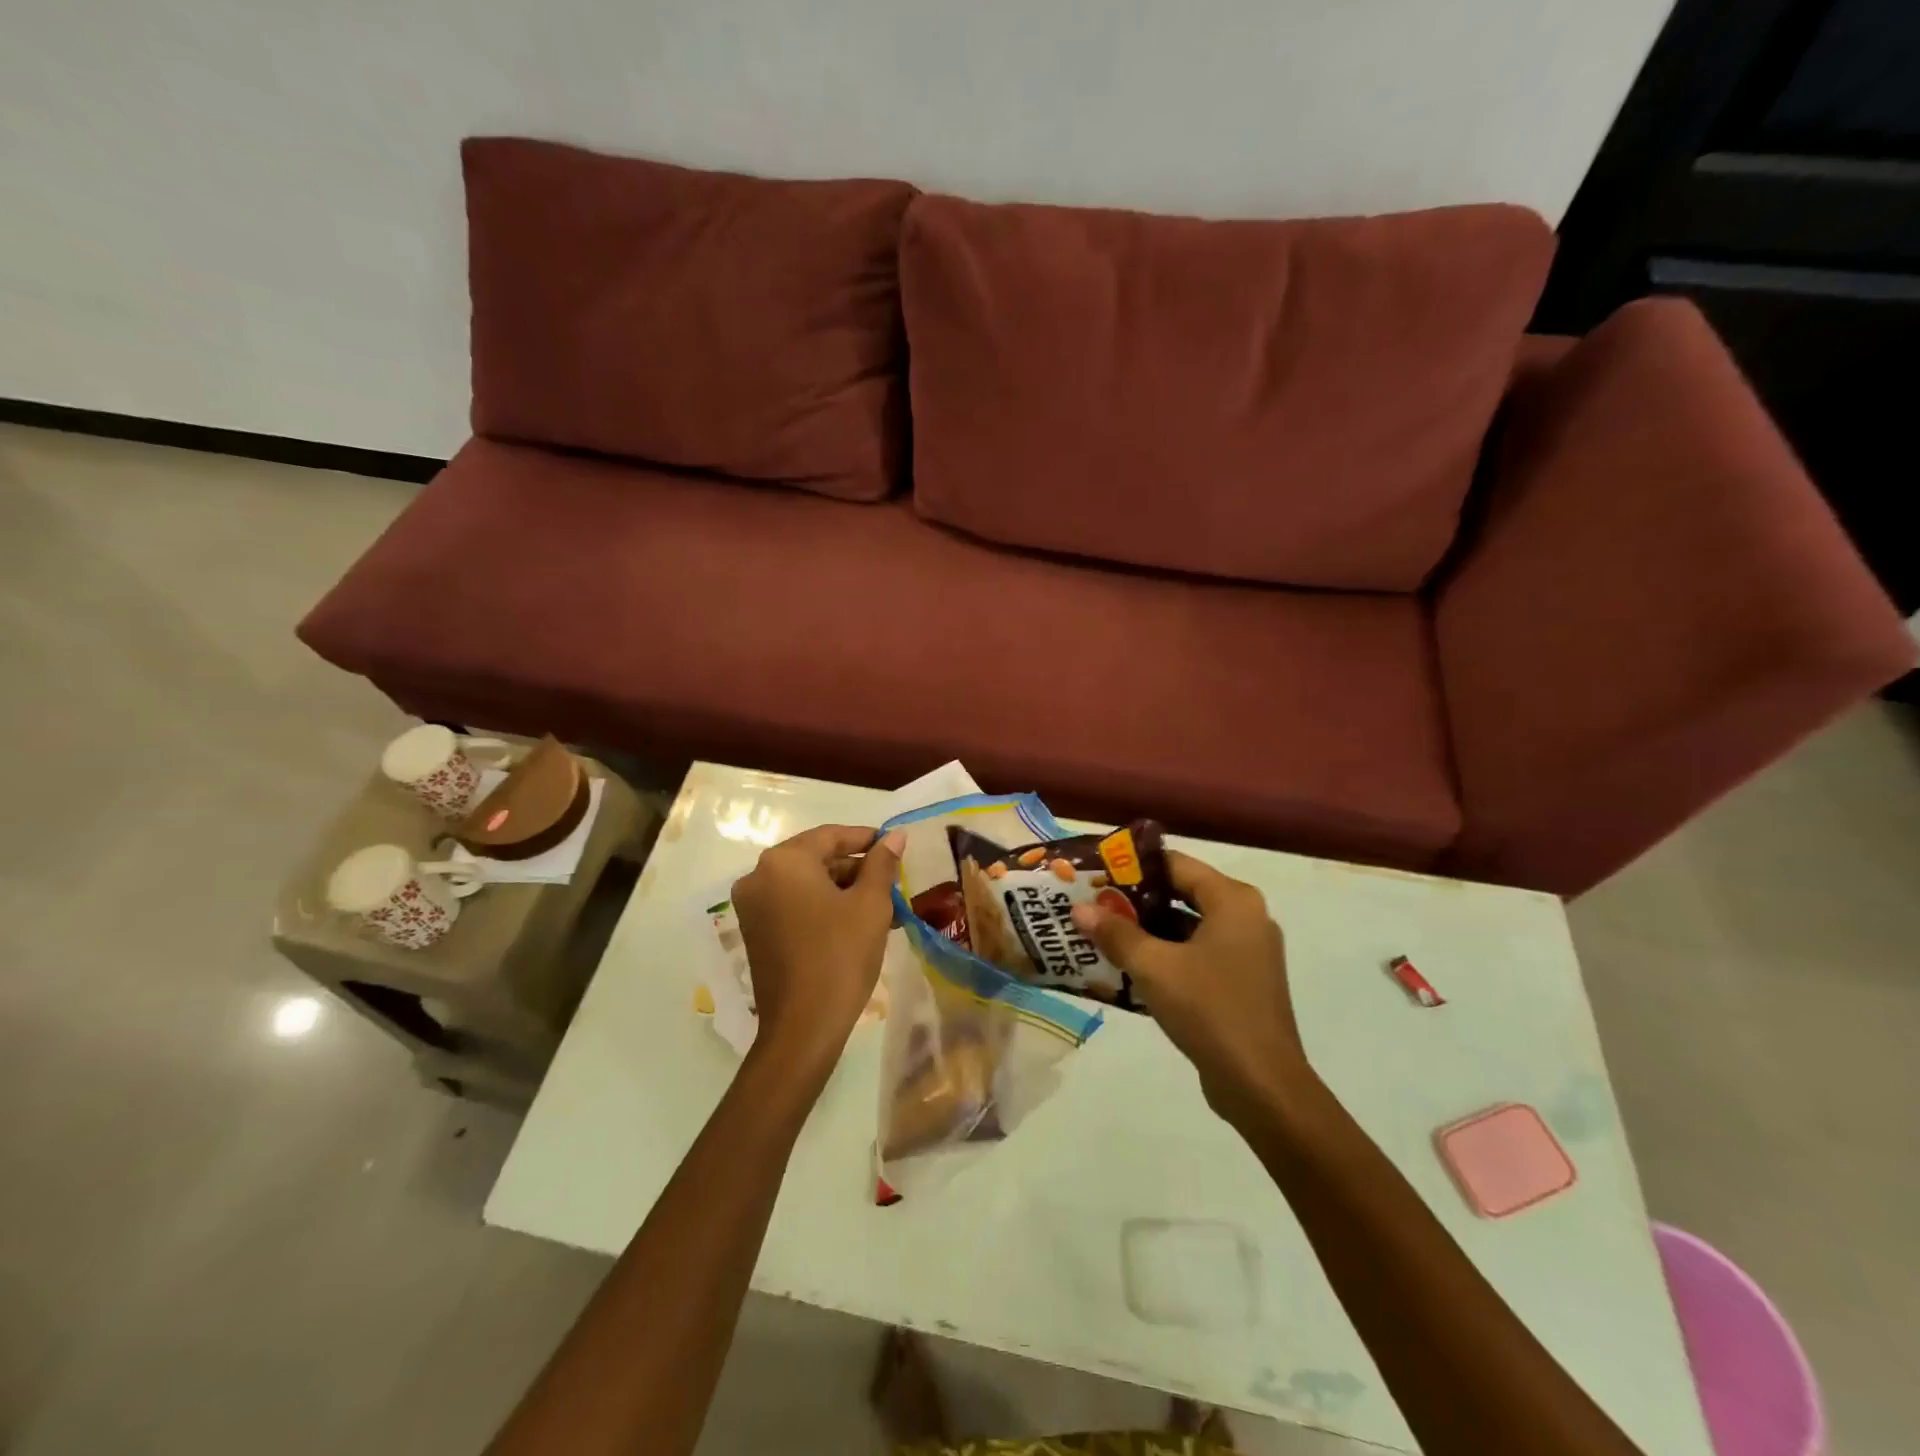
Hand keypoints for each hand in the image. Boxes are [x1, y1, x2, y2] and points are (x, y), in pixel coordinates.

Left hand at [731, 824, 904, 1075]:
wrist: (803, 1028)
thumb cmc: (840, 956)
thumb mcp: (870, 905)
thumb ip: (882, 864)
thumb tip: (895, 836)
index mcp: (784, 861)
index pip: (831, 836)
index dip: (867, 838)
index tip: (895, 845)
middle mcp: (759, 876)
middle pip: (816, 858)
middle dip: (856, 867)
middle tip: (892, 881)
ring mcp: (752, 906)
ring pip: (806, 883)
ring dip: (842, 889)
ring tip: (882, 905)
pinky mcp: (754, 931)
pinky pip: (793, 905)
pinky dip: (823, 906)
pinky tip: (856, 922)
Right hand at [1071, 851, 1311, 1120]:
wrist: (1261, 1086)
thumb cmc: (1210, 1010)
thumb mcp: (1154, 967)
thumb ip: (1116, 933)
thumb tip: (1079, 909)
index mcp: (1233, 900)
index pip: (1176, 864)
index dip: (1134, 866)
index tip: (1097, 872)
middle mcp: (1246, 917)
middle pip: (1182, 893)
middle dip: (1136, 900)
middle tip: (1093, 903)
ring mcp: (1247, 952)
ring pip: (1187, 927)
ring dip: (1147, 931)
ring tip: (1101, 933)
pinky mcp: (1242, 983)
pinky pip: (1197, 955)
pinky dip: (1166, 956)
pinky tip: (1128, 968)